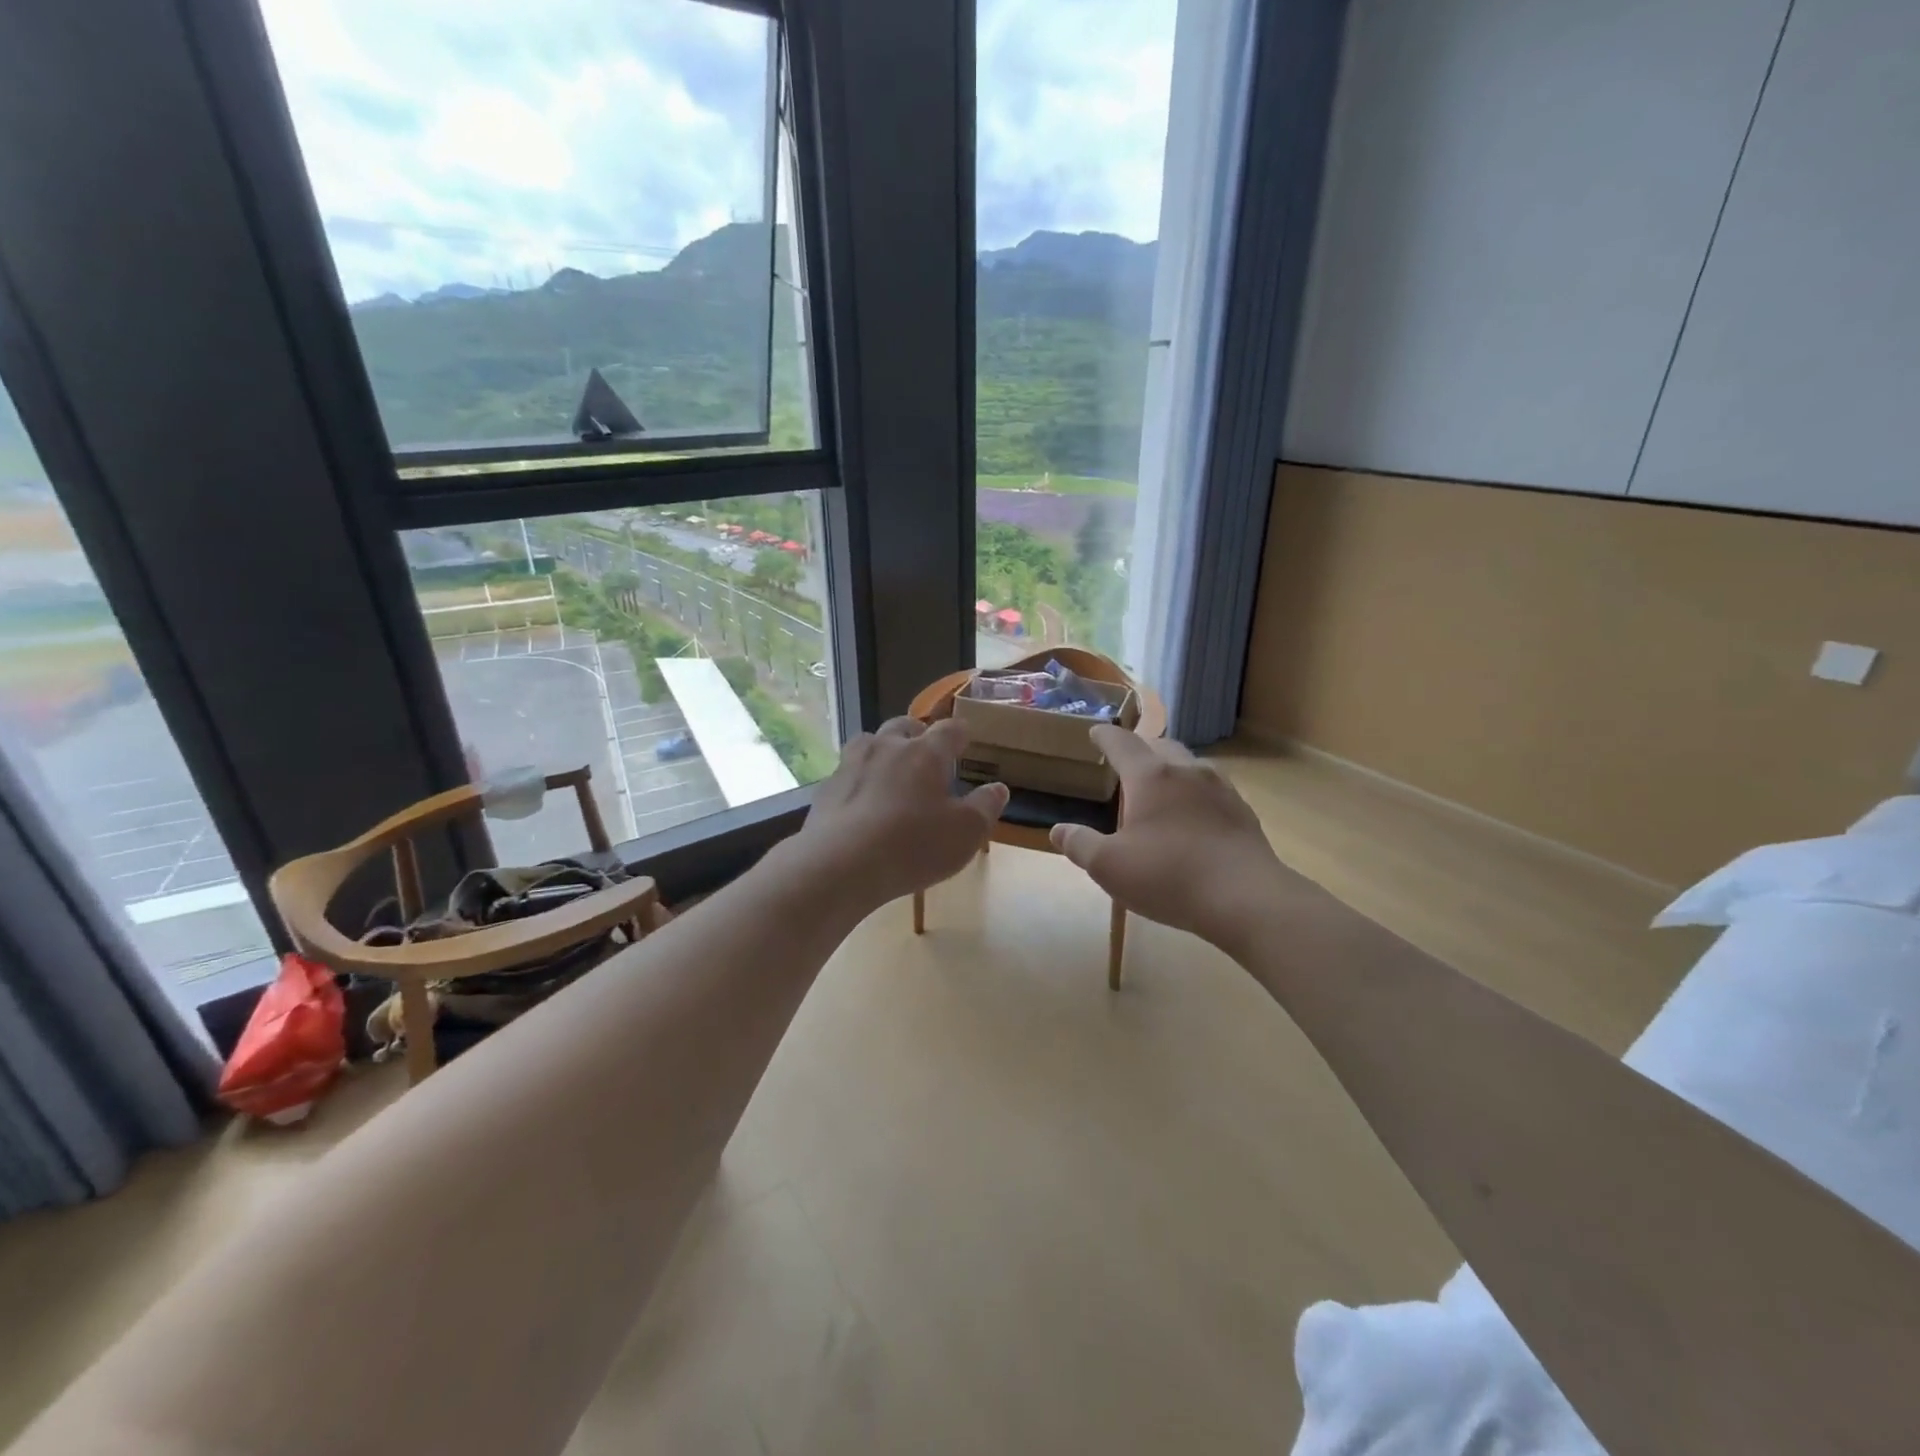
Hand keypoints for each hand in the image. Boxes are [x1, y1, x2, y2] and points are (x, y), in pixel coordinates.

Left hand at [797, 716, 1007, 908]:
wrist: (840, 865)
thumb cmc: (913, 846)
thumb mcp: (966, 834)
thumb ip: (985, 807)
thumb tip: (998, 788)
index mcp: (926, 753)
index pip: (949, 730)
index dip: (960, 733)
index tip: (966, 739)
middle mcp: (887, 747)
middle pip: (904, 725)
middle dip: (918, 734)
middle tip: (927, 751)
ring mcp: (851, 764)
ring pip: (870, 741)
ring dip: (883, 749)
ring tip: (891, 769)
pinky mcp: (826, 788)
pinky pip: (847, 772)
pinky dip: (858, 779)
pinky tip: (861, 801)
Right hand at [1050, 727, 1299, 948]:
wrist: (1247, 898)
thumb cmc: (1169, 876)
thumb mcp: (1109, 867)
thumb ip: (1080, 844)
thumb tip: (1059, 830)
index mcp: (1151, 776)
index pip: (1122, 743)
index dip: (1105, 736)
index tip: (1095, 732)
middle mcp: (1187, 771)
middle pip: (1160, 746)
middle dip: (1140, 748)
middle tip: (1126, 761)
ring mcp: (1221, 789)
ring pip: (1190, 765)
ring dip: (1170, 768)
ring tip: (1159, 786)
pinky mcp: (1242, 812)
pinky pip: (1211, 789)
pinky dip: (1194, 792)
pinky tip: (1193, 816)